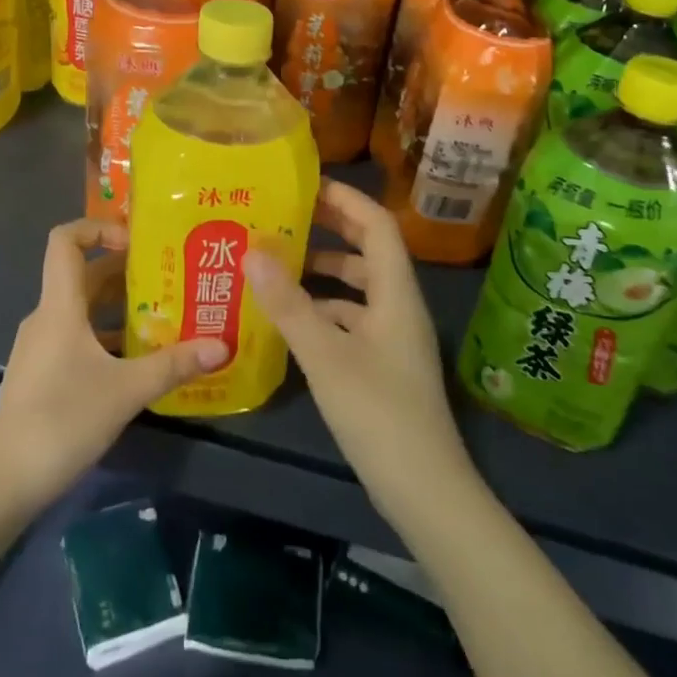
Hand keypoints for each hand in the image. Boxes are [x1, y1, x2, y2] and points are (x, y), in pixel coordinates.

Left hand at [0, 218, 228, 510]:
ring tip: (167, 312)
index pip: (66, 240)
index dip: (99, 227)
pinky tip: (141, 357)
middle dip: (127, 269)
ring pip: (85, 309)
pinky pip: (80, 336)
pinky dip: (109, 335)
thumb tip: (222, 345)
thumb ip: (174, 364)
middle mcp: (48, 316)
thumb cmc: (62, 419)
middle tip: (172, 274)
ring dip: (122, 305)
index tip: (137, 240)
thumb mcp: (126, 390)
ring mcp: (43, 346)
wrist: (4, 480)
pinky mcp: (45, 372)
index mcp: (60, 306)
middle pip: (85, 274)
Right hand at [244, 182, 473, 525]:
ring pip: (357, 289)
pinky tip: (289, 319)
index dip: (345, 200)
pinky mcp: (382, 366)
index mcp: (395, 293)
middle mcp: (398, 307)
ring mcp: (392, 338)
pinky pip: (351, 321)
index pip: (377, 225)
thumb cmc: (379, 414)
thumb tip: (252, 250)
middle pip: (368, 252)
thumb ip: (289, 304)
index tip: (305, 185)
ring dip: (323, 273)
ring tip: (276, 264)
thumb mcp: (326, 357)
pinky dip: (323, 311)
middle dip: (330, 230)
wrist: (425, 491)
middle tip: (283, 217)